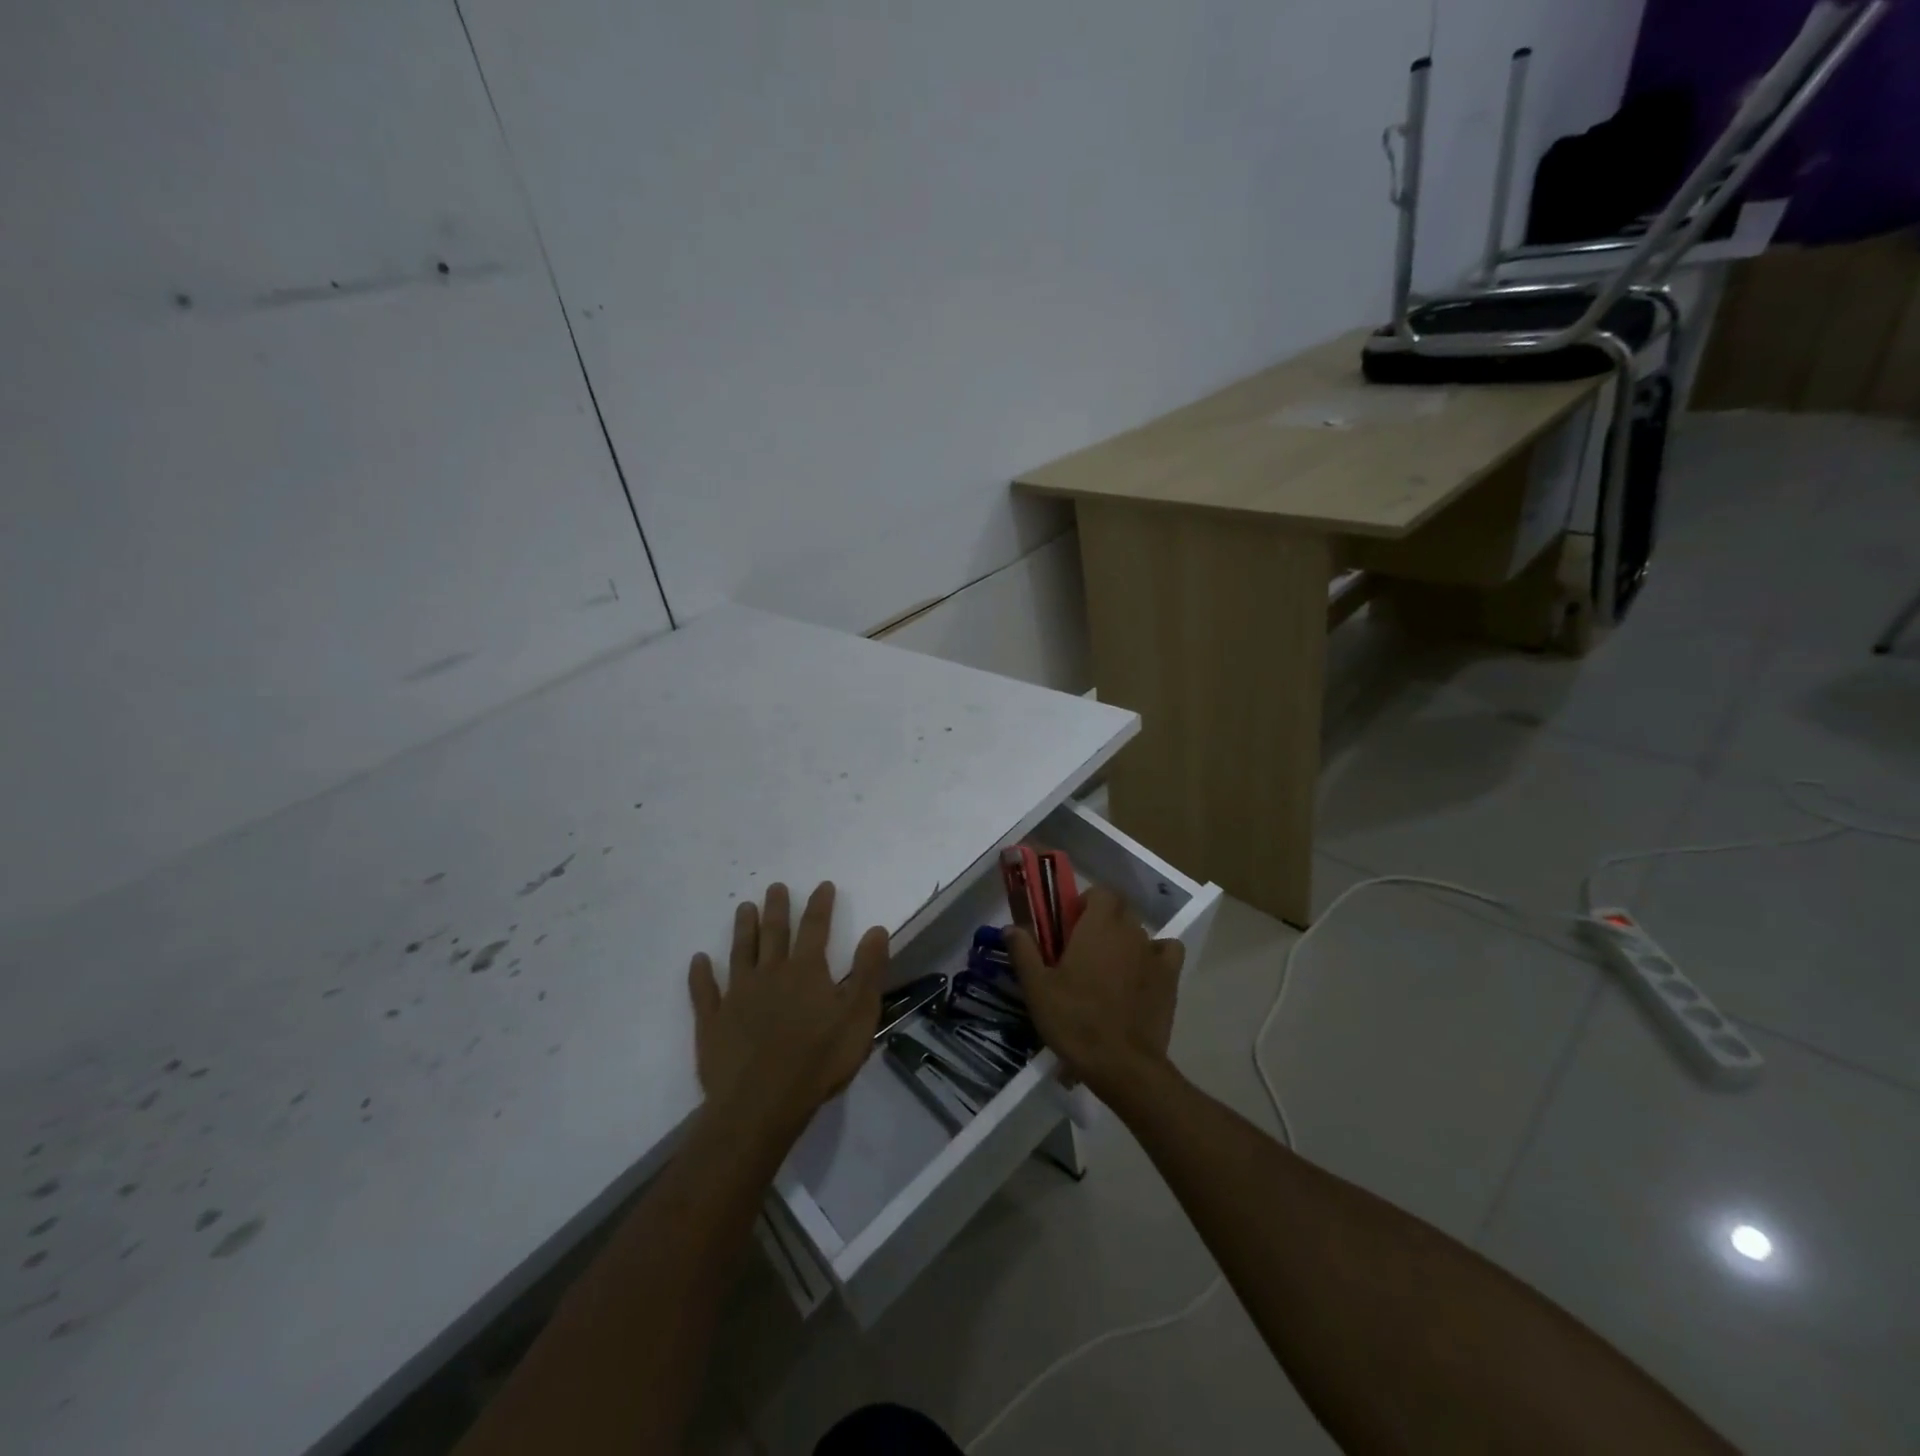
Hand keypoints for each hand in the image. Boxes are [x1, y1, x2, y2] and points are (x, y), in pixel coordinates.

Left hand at [688, 882, 888, 1145]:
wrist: (761, 1104)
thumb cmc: (818, 1061)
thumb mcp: (858, 1016)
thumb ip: (868, 971)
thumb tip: (876, 929)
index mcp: (806, 971)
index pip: (815, 928)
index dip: (820, 905)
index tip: (823, 885)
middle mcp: (770, 974)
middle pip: (774, 933)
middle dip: (777, 908)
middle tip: (774, 887)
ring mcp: (737, 996)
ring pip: (740, 953)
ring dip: (743, 929)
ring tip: (744, 908)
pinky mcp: (713, 1021)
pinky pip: (704, 991)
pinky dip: (700, 974)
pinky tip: (698, 960)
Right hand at [1007, 885, 1184, 1099]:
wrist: (1122, 1065)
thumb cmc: (1074, 1021)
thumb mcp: (1037, 988)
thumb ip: (1023, 952)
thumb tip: (1011, 926)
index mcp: (1097, 926)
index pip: (1100, 892)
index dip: (1085, 902)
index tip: (1069, 924)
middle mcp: (1129, 932)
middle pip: (1119, 910)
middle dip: (1102, 920)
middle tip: (1082, 948)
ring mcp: (1153, 954)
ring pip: (1139, 932)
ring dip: (1124, 940)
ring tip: (1108, 968)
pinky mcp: (1170, 978)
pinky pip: (1167, 951)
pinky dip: (1156, 954)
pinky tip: (1142, 972)